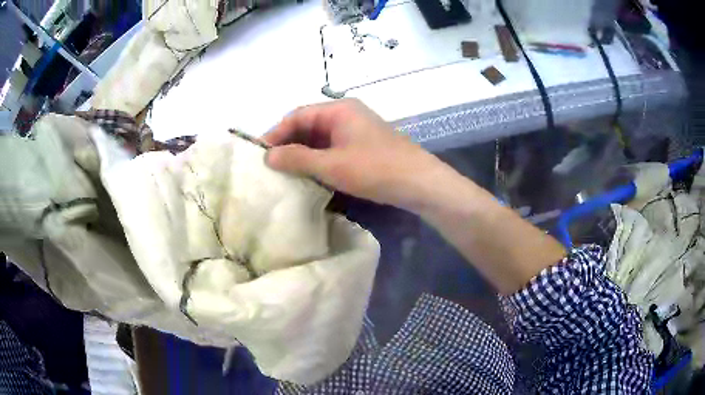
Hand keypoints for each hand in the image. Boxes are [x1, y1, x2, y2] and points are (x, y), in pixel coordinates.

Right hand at [263, 99, 447, 209]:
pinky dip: (318, 159)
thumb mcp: (331, 165)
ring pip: (320, 138)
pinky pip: (332, 148)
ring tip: (285, 172)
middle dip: (288, 143)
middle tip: (270, 165)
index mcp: (338, 109)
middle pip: (308, 125)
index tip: (260, 154)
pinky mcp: (362, 146)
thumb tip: (267, 156)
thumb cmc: (375, 169)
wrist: (419, 182)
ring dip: (302, 153)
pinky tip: (309, 175)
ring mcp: (356, 130)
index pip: (297, 115)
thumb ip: (297, 158)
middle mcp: (346, 114)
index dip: (276, 133)